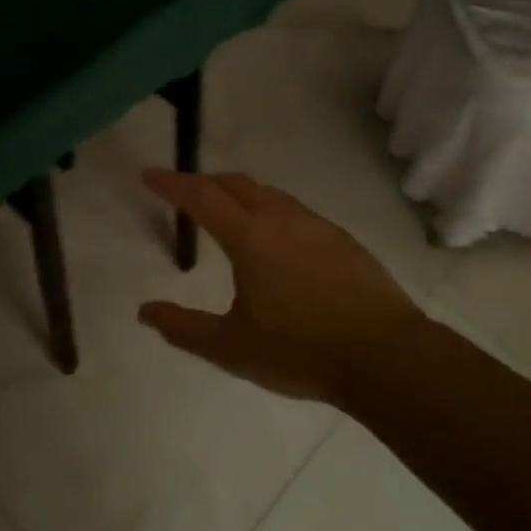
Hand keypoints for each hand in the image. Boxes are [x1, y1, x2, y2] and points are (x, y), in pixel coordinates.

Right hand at [138, 170, 430, 404]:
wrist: (385, 356)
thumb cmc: (301, 351)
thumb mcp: (232, 348)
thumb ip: (184, 328)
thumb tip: (145, 312)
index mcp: (250, 238)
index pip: (201, 197)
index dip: (172, 183)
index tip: (149, 174)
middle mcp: (281, 218)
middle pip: (235, 183)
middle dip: (205, 182)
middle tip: (184, 194)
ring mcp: (316, 224)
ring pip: (268, 194)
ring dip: (239, 194)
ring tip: (226, 215)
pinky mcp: (340, 237)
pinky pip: (293, 210)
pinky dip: (269, 210)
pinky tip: (274, 241)